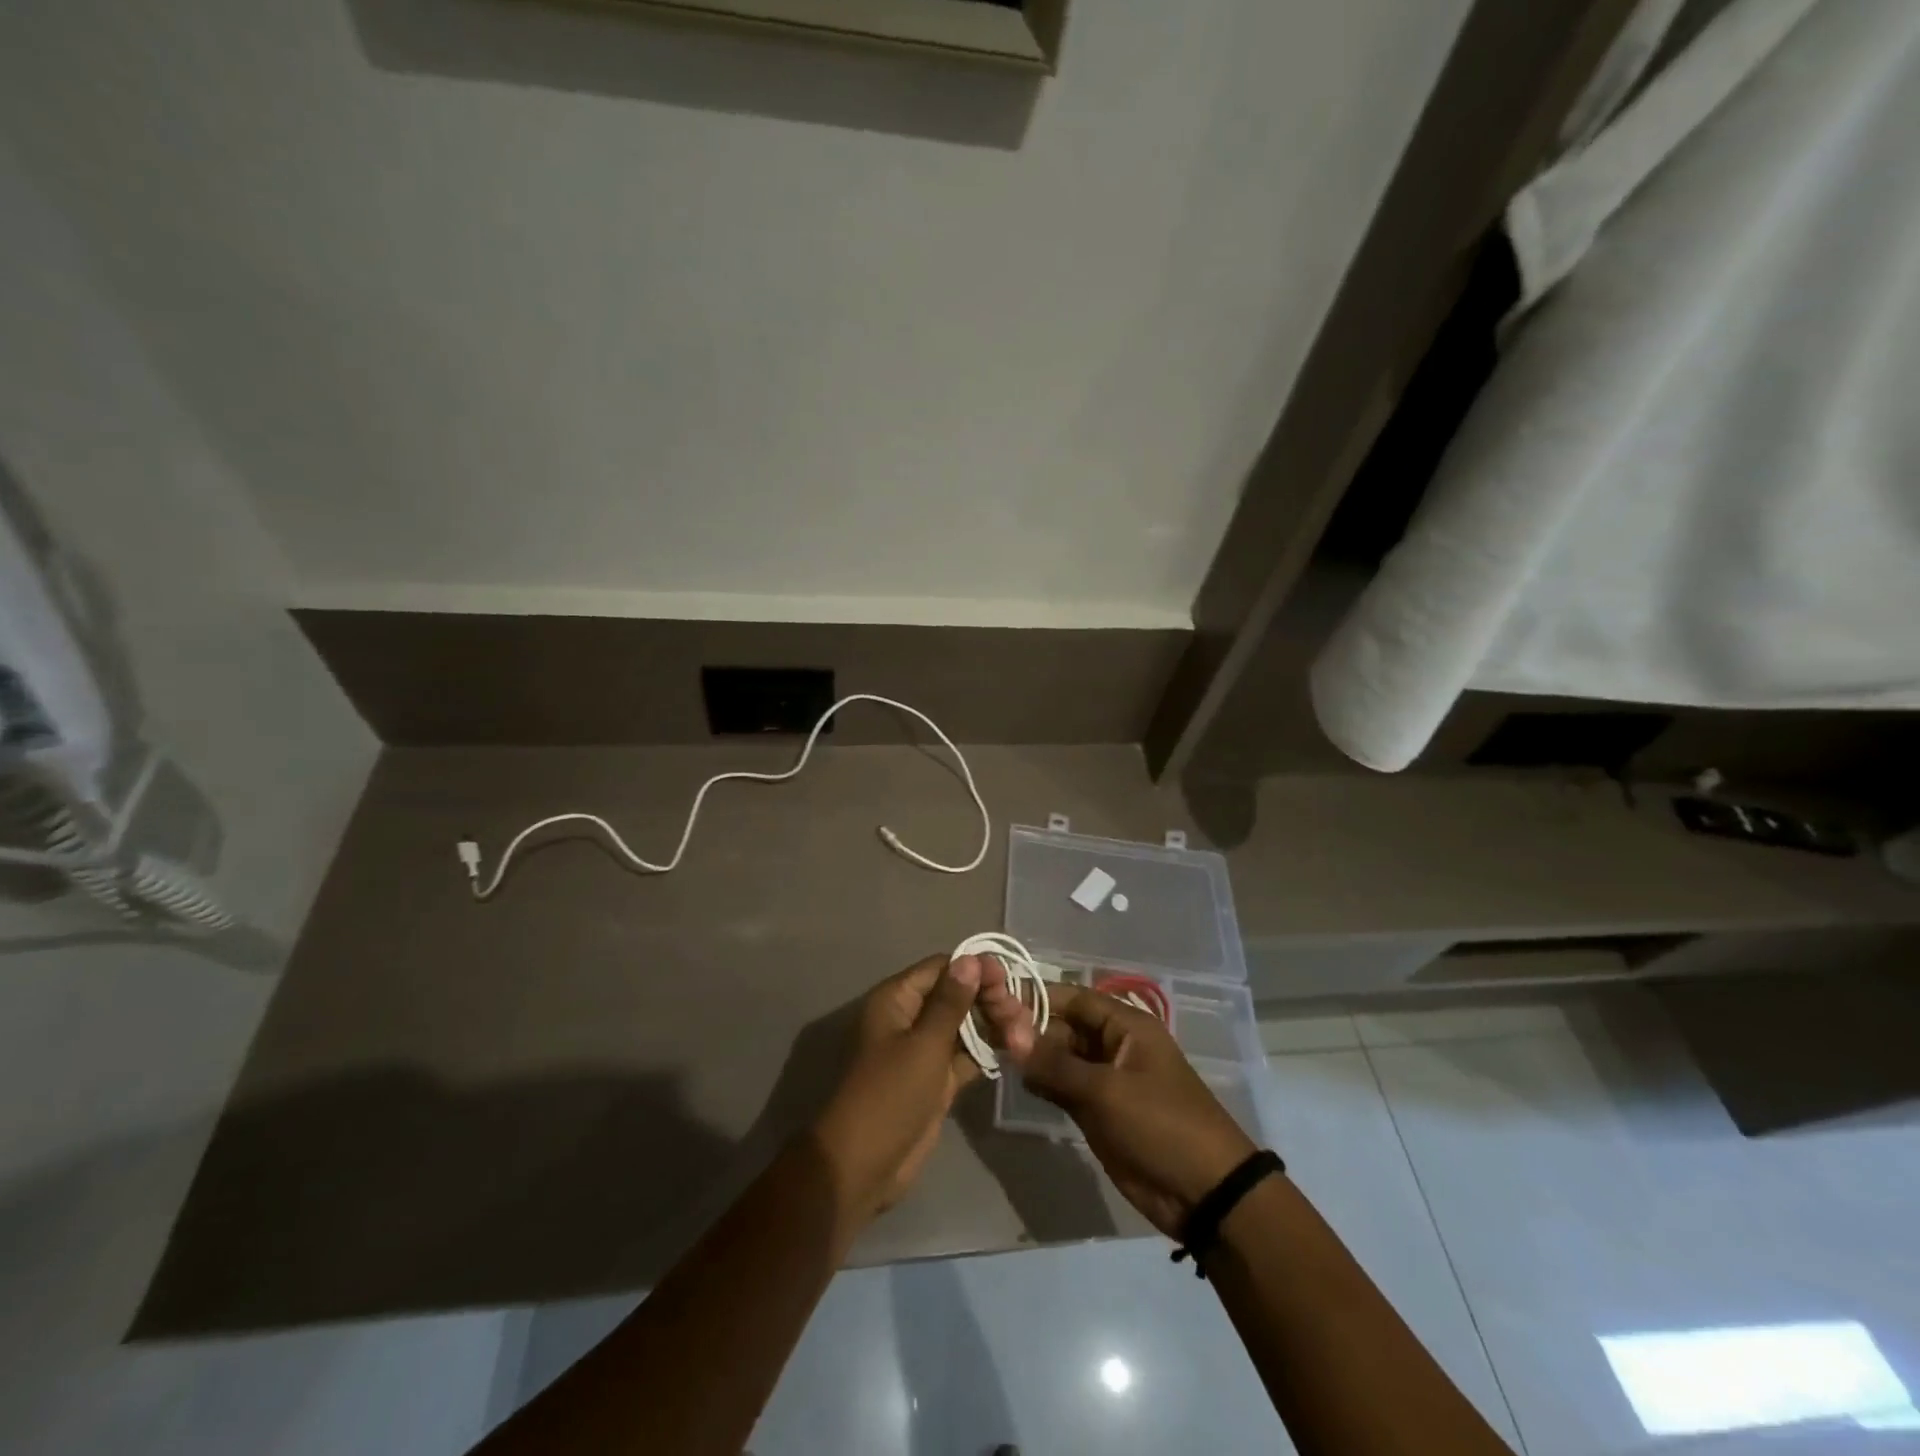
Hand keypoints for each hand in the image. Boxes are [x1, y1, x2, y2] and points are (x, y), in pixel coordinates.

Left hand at [812, 954, 1035, 1224]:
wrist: (863, 1166)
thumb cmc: (890, 1095)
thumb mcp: (924, 1044)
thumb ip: (951, 1002)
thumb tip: (971, 958)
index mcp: (897, 999)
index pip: (942, 968)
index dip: (976, 969)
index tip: (1009, 982)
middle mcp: (910, 1017)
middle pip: (957, 994)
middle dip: (989, 1000)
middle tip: (1019, 1017)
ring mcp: (924, 1049)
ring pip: (965, 1025)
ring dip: (993, 1025)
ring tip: (1024, 1035)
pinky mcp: (936, 1079)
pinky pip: (966, 1055)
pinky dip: (987, 1051)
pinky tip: (1016, 1050)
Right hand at [1013, 984, 1255, 1237]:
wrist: (1206, 1193)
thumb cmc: (1160, 1125)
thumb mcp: (1106, 1092)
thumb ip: (1055, 1064)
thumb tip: (1010, 1035)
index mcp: (1126, 1026)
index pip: (1073, 998)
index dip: (1037, 997)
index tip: (995, 999)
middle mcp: (1114, 1045)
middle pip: (1065, 1026)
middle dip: (1030, 1028)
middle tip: (986, 1030)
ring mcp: (1107, 1079)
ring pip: (1062, 1057)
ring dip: (1034, 1057)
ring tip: (993, 1051)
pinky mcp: (1101, 1110)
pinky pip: (1066, 1086)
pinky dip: (1044, 1083)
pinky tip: (1018, 1081)